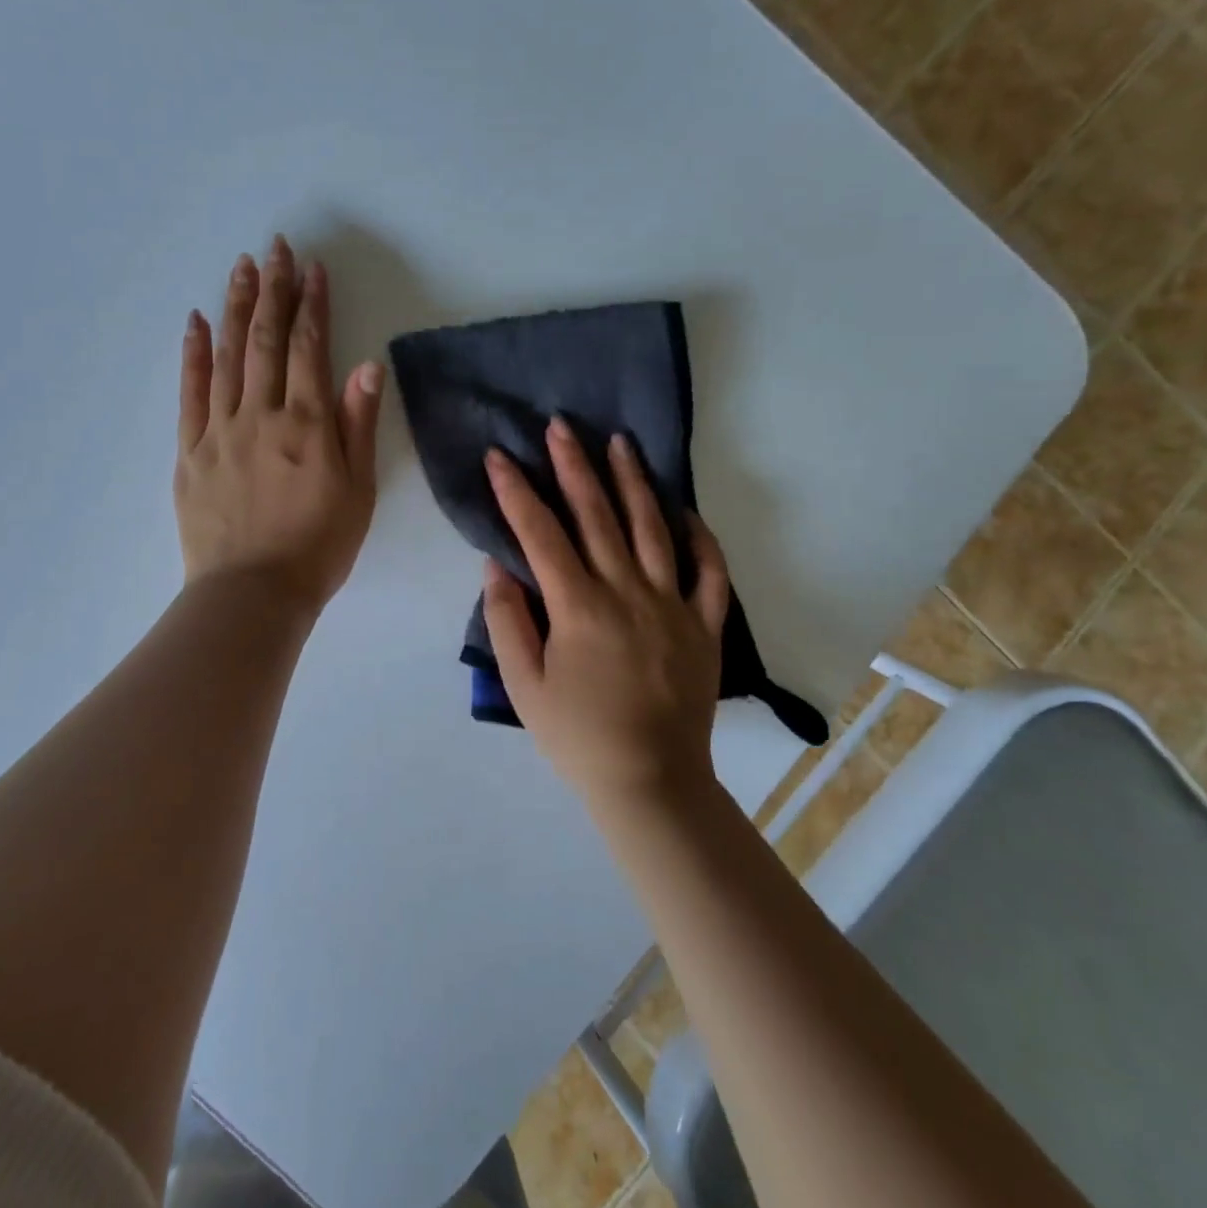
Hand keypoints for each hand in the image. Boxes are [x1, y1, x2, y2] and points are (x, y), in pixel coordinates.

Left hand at [176, 236, 384, 612]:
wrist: (252, 594)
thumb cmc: (318, 547)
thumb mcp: (358, 491)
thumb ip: (357, 425)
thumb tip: (366, 366)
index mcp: (306, 426)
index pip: (309, 349)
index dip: (312, 305)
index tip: (313, 269)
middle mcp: (261, 416)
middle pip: (265, 341)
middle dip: (272, 290)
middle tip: (274, 248)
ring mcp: (219, 431)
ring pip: (227, 357)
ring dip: (234, 308)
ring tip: (241, 268)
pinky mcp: (190, 451)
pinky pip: (190, 392)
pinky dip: (192, 353)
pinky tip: (195, 321)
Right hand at [483, 420, 729, 805]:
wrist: (650, 782)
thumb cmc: (577, 737)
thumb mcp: (524, 685)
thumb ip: (507, 622)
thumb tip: (498, 567)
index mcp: (579, 607)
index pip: (541, 534)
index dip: (516, 492)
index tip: (499, 457)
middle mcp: (627, 592)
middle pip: (597, 516)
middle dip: (574, 466)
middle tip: (561, 425)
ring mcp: (673, 605)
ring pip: (653, 529)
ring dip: (634, 482)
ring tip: (621, 442)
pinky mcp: (705, 625)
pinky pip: (708, 572)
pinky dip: (699, 538)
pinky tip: (685, 511)